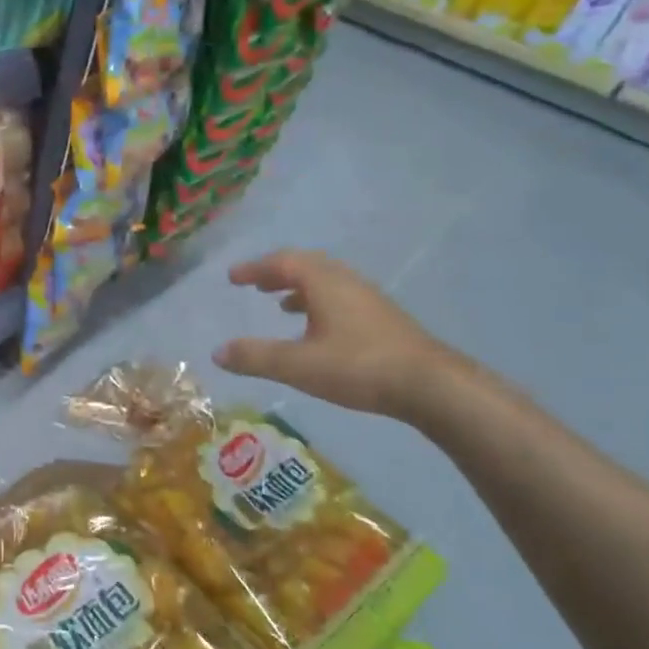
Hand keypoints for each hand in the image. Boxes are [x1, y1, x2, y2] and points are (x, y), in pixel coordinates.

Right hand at [213, 250, 458, 420]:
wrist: (430, 385)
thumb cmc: (358, 367)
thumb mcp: (297, 365)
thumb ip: (255, 357)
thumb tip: (217, 352)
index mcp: (325, 283)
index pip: (283, 262)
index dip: (255, 268)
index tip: (232, 278)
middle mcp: (347, 282)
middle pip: (307, 266)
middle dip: (277, 273)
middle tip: (255, 284)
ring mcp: (369, 300)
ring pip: (327, 282)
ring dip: (299, 288)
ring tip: (280, 304)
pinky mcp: (382, 319)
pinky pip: (341, 298)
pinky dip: (318, 304)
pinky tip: (316, 330)